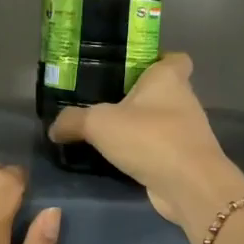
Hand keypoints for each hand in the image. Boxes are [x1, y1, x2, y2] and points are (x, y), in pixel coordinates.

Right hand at [47, 53, 243, 241]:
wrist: (189, 185)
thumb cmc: (149, 138)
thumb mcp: (99, 124)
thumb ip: (74, 121)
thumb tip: (54, 127)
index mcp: (168, 78)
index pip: (175, 58)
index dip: (157, 60)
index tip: (132, 69)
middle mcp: (183, 100)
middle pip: (163, 90)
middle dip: (139, 97)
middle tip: (105, 103)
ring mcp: (187, 131)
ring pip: (162, 121)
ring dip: (141, 127)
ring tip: (107, 133)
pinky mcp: (185, 159)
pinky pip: (161, 148)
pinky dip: (145, 152)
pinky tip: (120, 159)